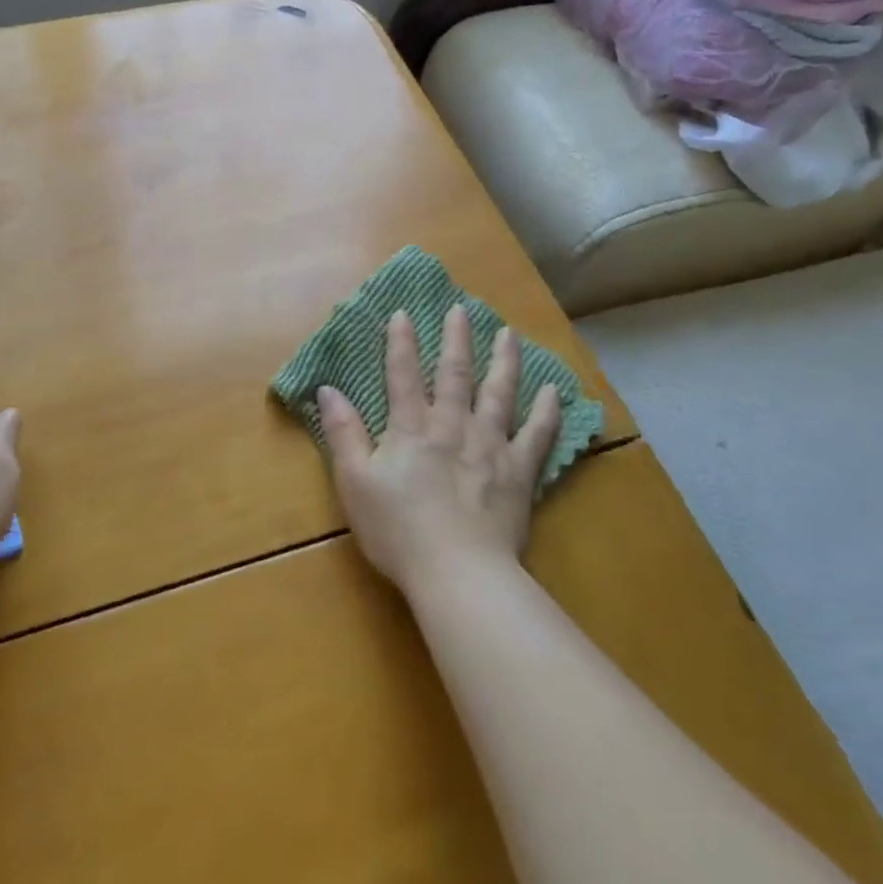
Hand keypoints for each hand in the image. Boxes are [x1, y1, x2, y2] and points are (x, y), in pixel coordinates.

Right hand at [318, 306, 560, 596]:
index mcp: (411, 428)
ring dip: (504, 361)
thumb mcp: (355, 482)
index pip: (403, 375)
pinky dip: (547, 411)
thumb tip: (328, 390)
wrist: (458, 574)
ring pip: (499, 393)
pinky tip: (554, 391)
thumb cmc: (398, 530)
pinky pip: (537, 435)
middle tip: (461, 309)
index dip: (401, 342)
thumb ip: (343, 433)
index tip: (403, 312)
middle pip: (455, 374)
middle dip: (456, 339)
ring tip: (509, 334)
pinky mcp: (519, 473)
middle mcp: (453, 426)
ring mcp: (490, 447)